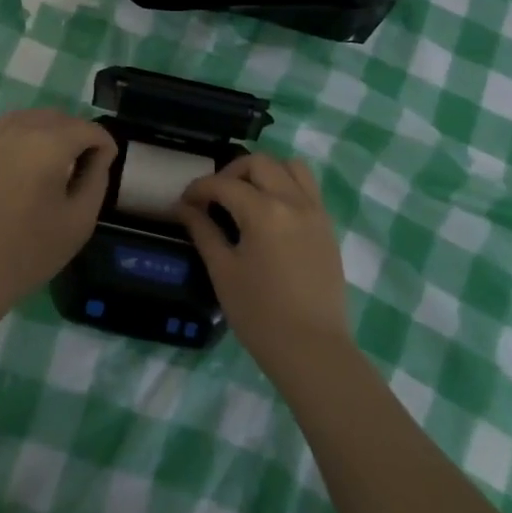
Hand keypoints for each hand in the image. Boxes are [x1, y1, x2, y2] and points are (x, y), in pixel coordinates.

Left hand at [0, 109, 116, 313]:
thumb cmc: (30, 251)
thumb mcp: (80, 220)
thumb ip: (96, 179)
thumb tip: (99, 155)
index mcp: (49, 144)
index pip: (88, 128)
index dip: (105, 144)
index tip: (107, 165)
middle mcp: (19, 131)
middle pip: (59, 117)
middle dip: (78, 134)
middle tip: (84, 164)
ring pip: (30, 118)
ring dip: (50, 131)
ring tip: (56, 162)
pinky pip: (7, 133)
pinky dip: (25, 139)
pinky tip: (26, 169)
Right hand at [176, 154, 351, 379]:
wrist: (312, 350)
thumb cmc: (260, 315)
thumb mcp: (223, 271)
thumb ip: (203, 231)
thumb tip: (183, 207)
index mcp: (264, 211)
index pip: (224, 184)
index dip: (199, 188)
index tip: (184, 201)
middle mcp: (293, 201)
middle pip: (259, 163)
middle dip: (231, 172)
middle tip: (215, 197)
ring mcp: (316, 211)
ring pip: (291, 166)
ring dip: (265, 171)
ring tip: (247, 195)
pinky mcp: (328, 226)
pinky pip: (308, 188)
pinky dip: (287, 185)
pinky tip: (271, 212)